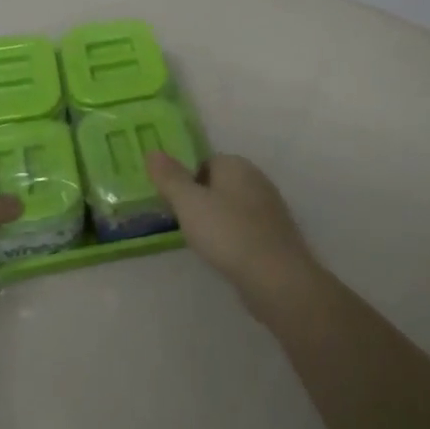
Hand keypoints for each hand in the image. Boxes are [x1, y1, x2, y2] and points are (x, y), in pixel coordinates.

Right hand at [145, 153, 316, 315]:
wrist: (276, 277)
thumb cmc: (227, 233)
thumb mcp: (188, 203)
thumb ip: (170, 177)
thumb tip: (152, 151)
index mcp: (237, 166)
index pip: (205, 162)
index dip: (186, 181)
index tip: (173, 204)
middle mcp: (257, 180)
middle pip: (219, 184)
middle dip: (201, 200)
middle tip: (183, 223)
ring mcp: (270, 209)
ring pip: (233, 207)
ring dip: (217, 220)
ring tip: (201, 242)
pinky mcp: (277, 236)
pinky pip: (246, 228)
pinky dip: (233, 237)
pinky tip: (224, 255)